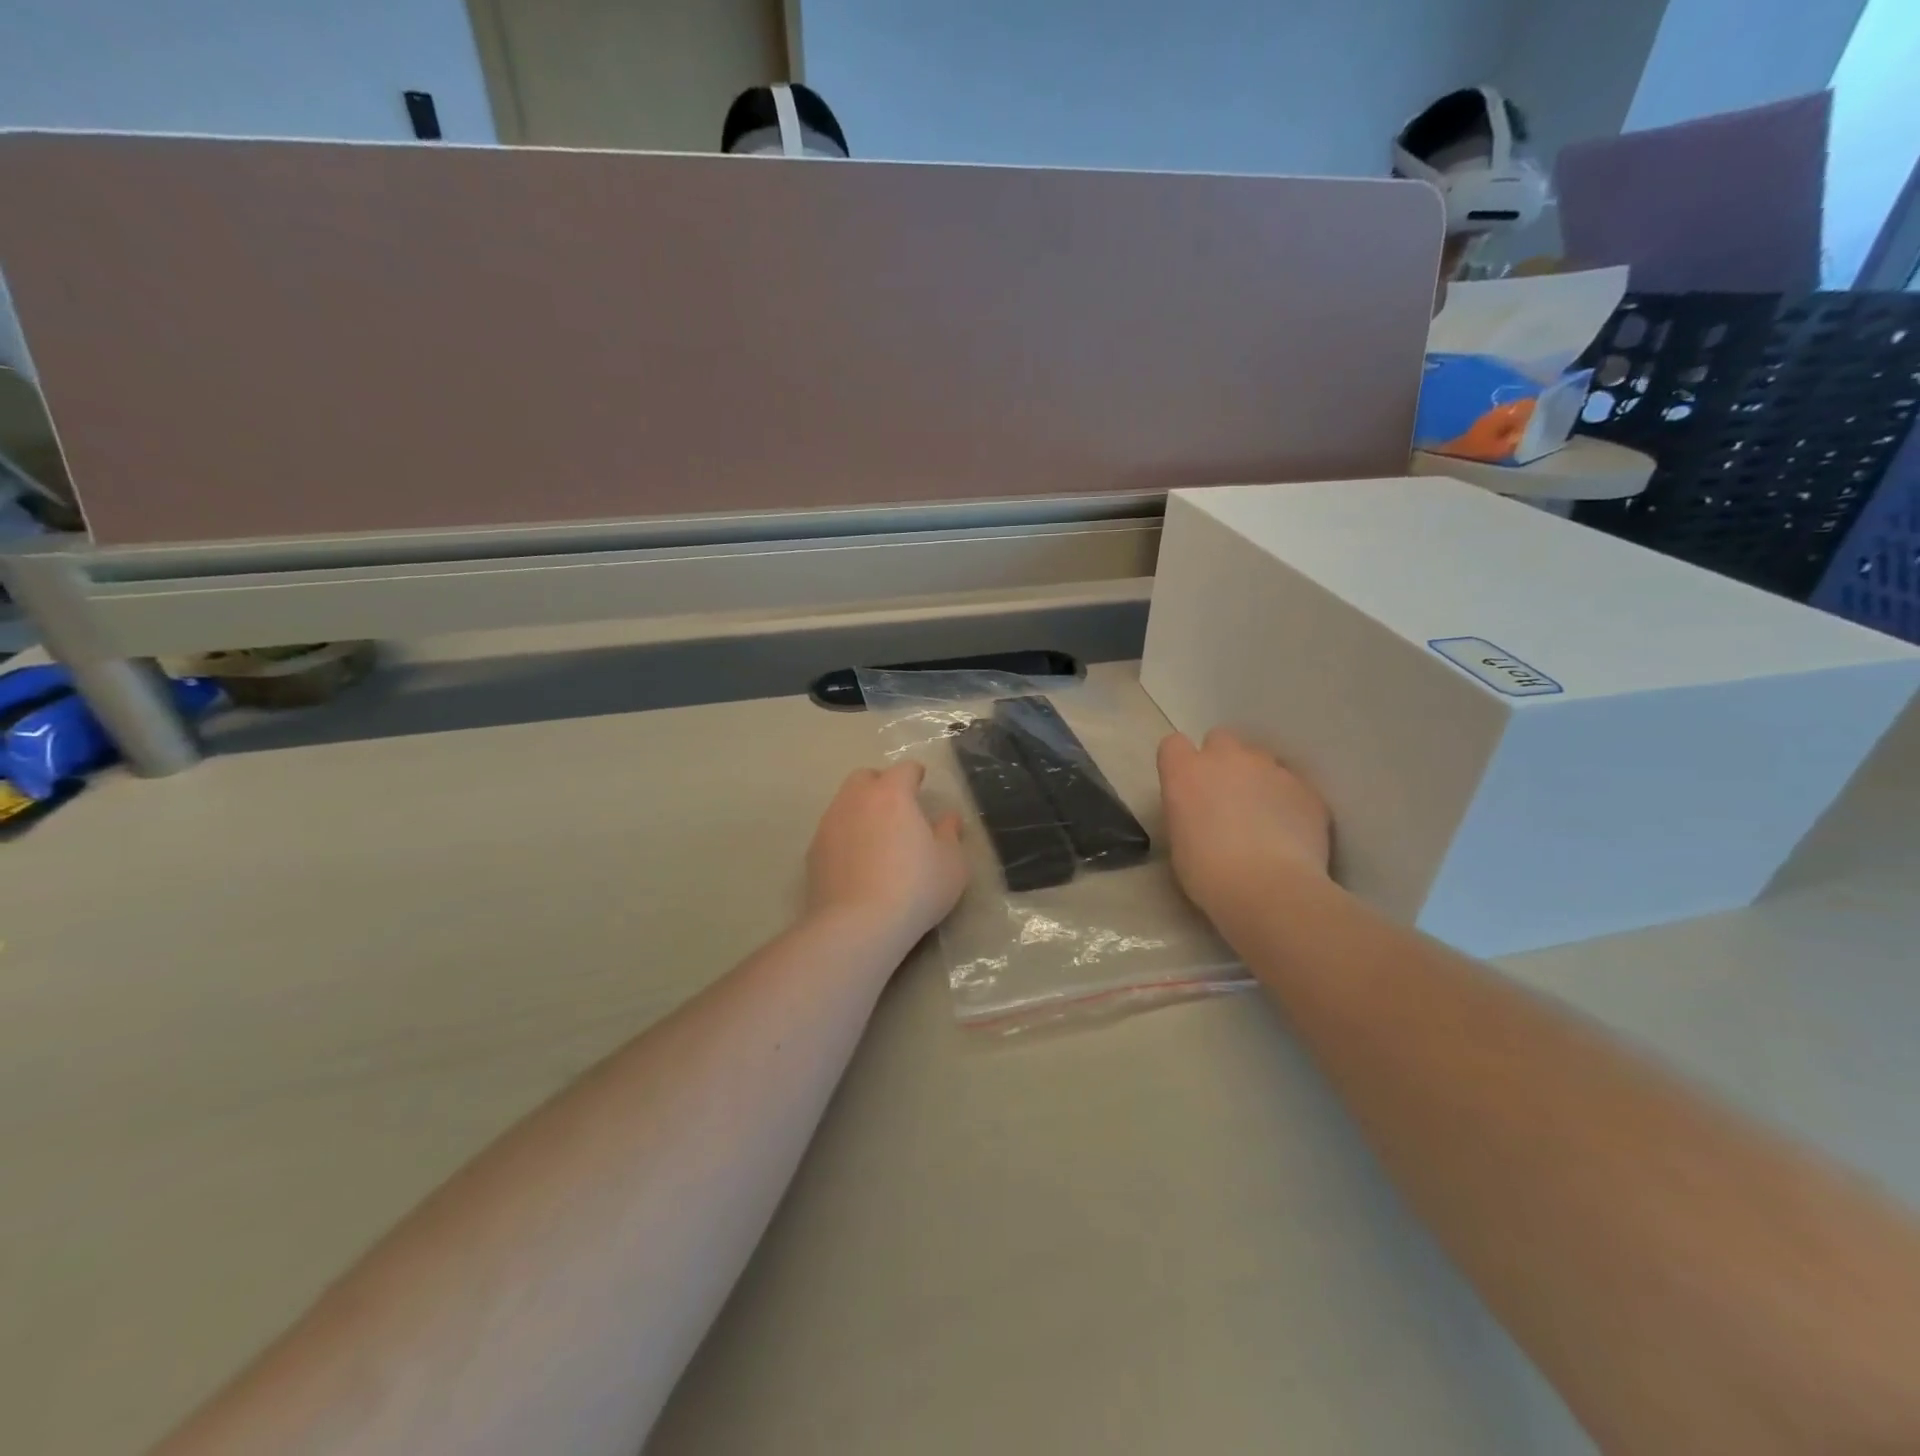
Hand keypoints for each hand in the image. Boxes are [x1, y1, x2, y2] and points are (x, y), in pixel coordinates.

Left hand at [807, 762, 968, 942]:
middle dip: (881, 784)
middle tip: (897, 807)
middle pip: (865, 778)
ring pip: (845, 803)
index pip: (904, 769)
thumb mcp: (951, 864)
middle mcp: (856, 800)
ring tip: (876, 836)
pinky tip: (857, 861)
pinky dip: (845, 836)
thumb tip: (948, 818)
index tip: (921, 783)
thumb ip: (950, 834)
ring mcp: (830, 824)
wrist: (858, 925)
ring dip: (861, 810)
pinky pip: (832, 831)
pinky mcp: (813, 851)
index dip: (915, 774)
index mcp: (892, 794)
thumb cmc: (915, 888)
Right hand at [1157, 729, 1330, 918]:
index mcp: (1186, 772)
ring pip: (1261, 760)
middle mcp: (1227, 758)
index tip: (1186, 787)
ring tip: (1263, 818)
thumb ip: (1187, 810)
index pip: (1173, 744)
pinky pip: (1293, 786)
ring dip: (1257, 779)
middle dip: (1222, 762)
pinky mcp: (1306, 788)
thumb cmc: (1208, 873)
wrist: (1269, 889)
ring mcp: (1271, 769)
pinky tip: (1290, 833)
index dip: (1180, 763)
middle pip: (1220, 740)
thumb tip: (1202, 810)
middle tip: (1226, 798)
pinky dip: (1289, 802)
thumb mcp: (1179, 840)